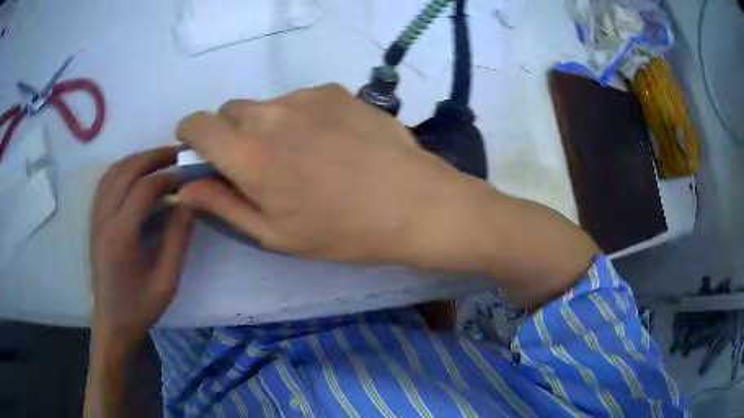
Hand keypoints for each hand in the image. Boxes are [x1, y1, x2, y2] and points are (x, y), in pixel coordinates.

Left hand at [90, 147, 193, 354]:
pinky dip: (123, 169)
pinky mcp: (94, 220)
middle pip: (126, 170)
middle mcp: (104, 218)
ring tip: (160, 159)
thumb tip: (191, 200)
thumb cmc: (140, 307)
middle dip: (154, 156)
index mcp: (121, 235)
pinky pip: (106, 182)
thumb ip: (178, 238)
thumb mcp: (167, 280)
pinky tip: (136, 173)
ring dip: (138, 159)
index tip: (189, 175)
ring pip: (114, 171)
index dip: (169, 176)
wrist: (111, 322)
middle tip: (178, 153)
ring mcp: (96, 217)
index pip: (144, 188)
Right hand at [175, 84, 473, 262]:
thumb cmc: (341, 231)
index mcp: (249, 155)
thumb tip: (184, 187)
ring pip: (266, 106)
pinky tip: (331, 142)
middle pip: (229, 112)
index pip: (197, 124)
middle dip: (231, 135)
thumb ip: (221, 204)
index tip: (200, 151)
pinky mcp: (334, 90)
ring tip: (304, 156)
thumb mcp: (274, 233)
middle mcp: (271, 115)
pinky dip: (301, 117)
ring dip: (268, 126)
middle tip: (259, 165)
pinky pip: (300, 99)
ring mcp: (305, 97)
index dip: (191, 135)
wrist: (412, 203)